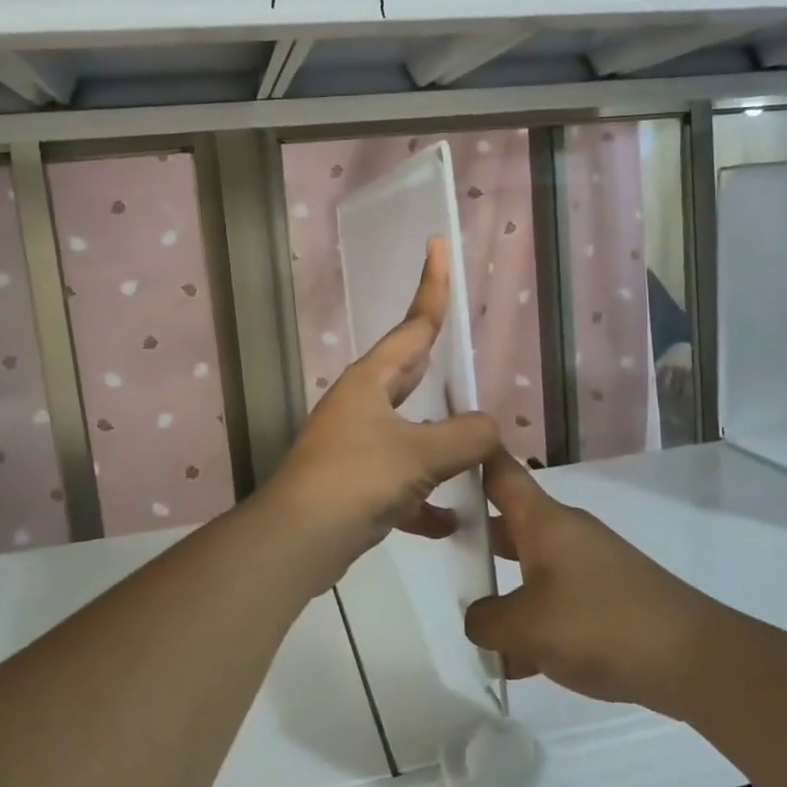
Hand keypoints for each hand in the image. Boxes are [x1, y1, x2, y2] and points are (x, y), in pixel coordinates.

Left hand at [263, 238, 497, 593]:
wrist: (298, 541)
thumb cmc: (356, 479)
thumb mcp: (420, 453)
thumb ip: (466, 436)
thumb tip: (488, 429)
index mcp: (370, 382)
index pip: (413, 326)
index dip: (431, 286)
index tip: (436, 245)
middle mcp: (360, 406)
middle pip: (410, 376)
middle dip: (438, 366)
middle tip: (464, 354)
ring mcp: (355, 446)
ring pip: (409, 434)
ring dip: (440, 445)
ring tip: (477, 453)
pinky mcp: (355, 486)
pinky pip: (400, 484)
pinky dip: (424, 499)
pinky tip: (451, 521)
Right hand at [464, 449, 715, 711]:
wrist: (691, 659)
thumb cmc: (598, 625)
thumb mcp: (525, 628)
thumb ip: (486, 621)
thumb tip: (480, 619)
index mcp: (543, 521)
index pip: (500, 471)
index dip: (472, 456)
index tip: (441, 451)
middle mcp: (566, 532)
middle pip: (511, 521)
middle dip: (477, 537)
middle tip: (442, 551)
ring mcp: (590, 564)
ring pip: (532, 565)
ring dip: (505, 588)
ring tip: (474, 621)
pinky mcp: (609, 596)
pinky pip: (558, 598)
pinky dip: (535, 619)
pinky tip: (520, 661)